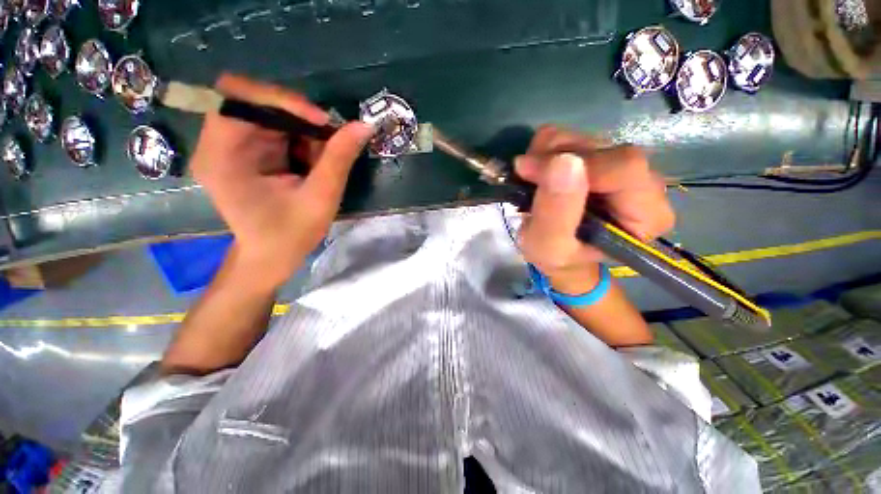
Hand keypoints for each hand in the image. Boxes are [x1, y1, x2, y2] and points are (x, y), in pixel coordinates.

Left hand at [190, 74, 372, 289]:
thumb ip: (339, 159)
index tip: (321, 122)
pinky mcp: (245, 153)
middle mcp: (217, 144)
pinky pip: (273, 129)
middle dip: (297, 118)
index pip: (237, 98)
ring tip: (321, 159)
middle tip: (329, 140)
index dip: (281, 100)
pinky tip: (311, 163)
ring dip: (301, 131)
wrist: (272, 256)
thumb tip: (364, 125)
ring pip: (268, 114)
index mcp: (221, 156)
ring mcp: (229, 147)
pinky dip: (299, 140)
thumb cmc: (291, 234)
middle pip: (254, 102)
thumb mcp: (321, 197)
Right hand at [515, 126, 674, 294]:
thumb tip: (563, 161)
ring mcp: (622, 166)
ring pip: (586, 137)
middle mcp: (644, 183)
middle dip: (555, 156)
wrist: (559, 254)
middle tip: (525, 176)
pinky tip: (538, 171)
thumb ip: (556, 212)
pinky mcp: (602, 157)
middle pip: (604, 147)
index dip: (576, 164)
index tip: (528, 172)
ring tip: (530, 179)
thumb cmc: (558, 258)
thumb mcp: (550, 247)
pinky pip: (574, 137)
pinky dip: (546, 149)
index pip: (624, 168)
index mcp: (646, 214)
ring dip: (547, 153)